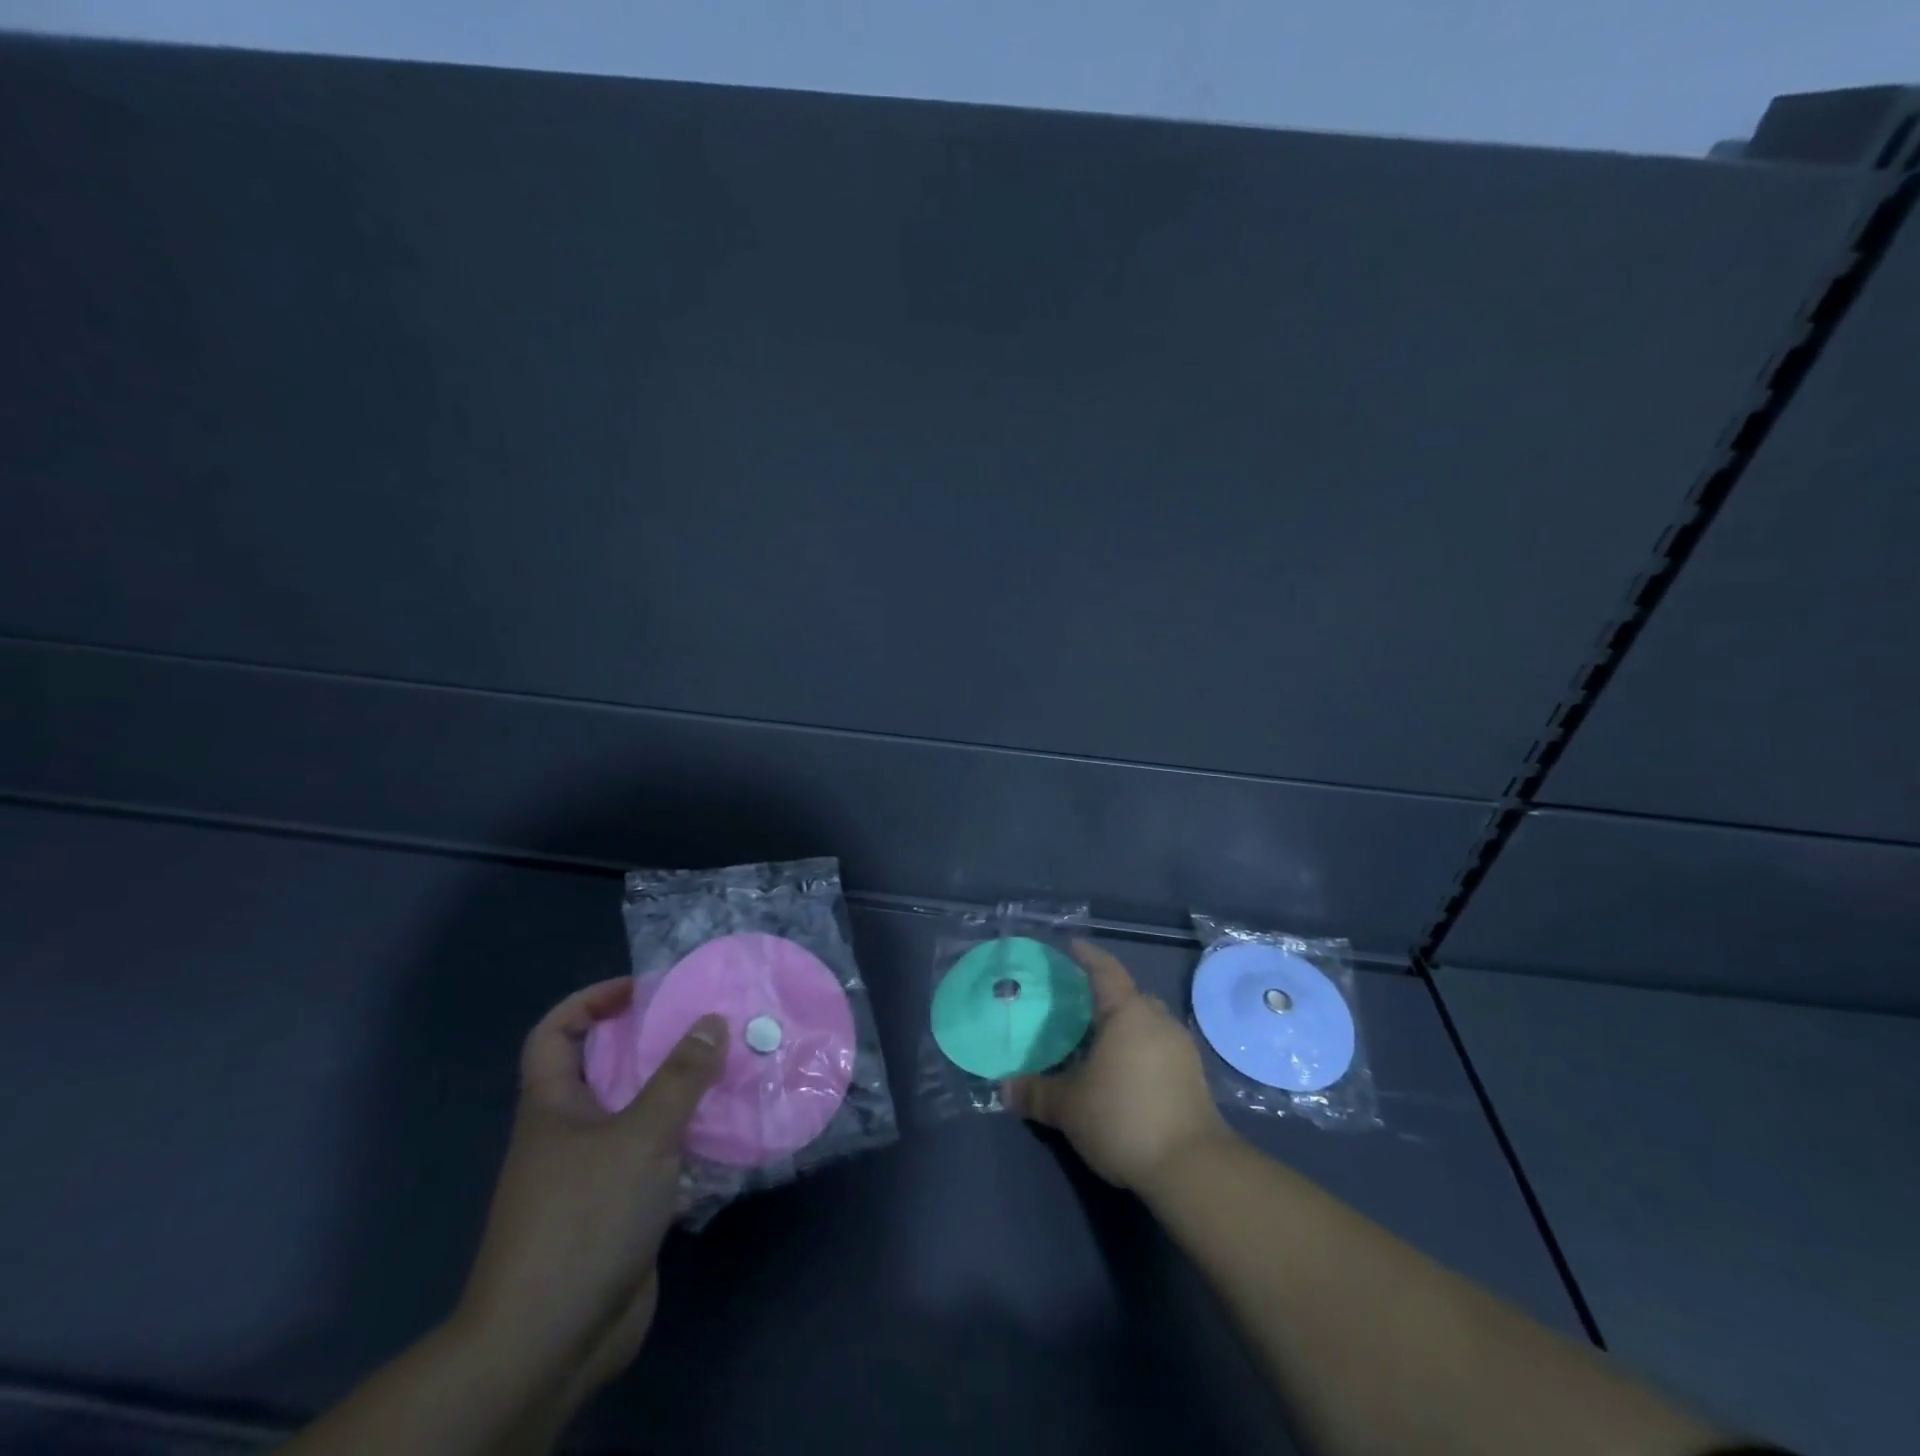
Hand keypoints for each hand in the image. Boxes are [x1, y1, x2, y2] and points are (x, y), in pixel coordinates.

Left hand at [456, 979, 723, 1401]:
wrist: (551, 1341)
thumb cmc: (584, 1218)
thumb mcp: (639, 1135)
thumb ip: (680, 1077)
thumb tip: (711, 1021)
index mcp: (553, 1106)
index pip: (554, 1034)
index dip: (590, 1001)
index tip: (642, 990)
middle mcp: (571, 1133)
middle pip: (609, 1069)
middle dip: (655, 1043)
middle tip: (708, 1024)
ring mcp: (597, 1174)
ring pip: (641, 1115)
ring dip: (682, 1094)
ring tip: (731, 1069)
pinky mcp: (624, 1210)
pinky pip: (661, 1158)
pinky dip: (691, 1142)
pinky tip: (731, 1133)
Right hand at [1006, 941, 1232, 1192]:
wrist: (1192, 1168)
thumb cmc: (1124, 1117)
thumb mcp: (1069, 1107)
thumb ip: (1037, 1092)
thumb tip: (1005, 1087)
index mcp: (1128, 1012)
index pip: (1105, 970)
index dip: (1087, 956)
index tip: (1072, 946)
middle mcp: (1158, 1021)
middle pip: (1130, 996)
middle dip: (1105, 997)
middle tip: (1077, 1006)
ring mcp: (1181, 1049)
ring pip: (1147, 1025)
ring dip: (1124, 1028)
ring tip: (1096, 1043)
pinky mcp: (1193, 1079)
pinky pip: (1159, 1049)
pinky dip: (1139, 1052)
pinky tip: (1121, 1074)